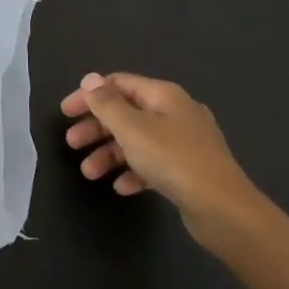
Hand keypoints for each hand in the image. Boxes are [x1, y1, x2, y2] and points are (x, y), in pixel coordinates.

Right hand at [61, 72, 262, 247]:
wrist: (223, 209)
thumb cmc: (173, 160)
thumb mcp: (132, 128)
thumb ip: (107, 104)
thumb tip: (90, 79)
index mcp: (164, 95)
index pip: (119, 84)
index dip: (89, 96)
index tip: (65, 113)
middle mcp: (176, 112)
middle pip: (127, 112)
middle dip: (96, 128)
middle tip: (71, 144)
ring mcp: (186, 142)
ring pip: (138, 140)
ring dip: (110, 153)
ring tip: (89, 174)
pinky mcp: (190, 170)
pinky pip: (154, 164)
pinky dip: (135, 171)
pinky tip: (122, 188)